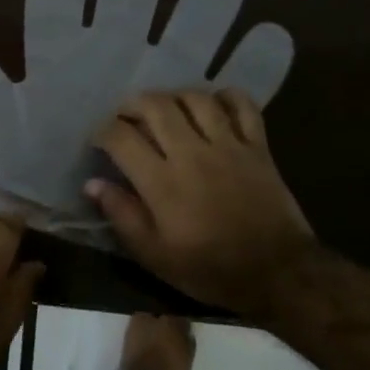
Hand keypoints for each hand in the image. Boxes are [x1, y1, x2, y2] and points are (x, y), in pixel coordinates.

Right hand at [87, 90, 313, 319]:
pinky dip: (226, 97)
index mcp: (161, 181)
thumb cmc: (209, 269)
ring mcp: (228, 145)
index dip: (102, 132)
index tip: (99, 142)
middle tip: (126, 117)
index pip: (121, 137)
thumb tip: (92, 183)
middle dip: (133, 105)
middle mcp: (191, 153)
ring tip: (165, 109)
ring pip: (196, 99)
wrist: (277, 273)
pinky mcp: (258, 146)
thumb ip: (122, 215)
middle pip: (156, 106)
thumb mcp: (154, 255)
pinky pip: (242, 106)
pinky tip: (213, 105)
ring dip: (174, 97)